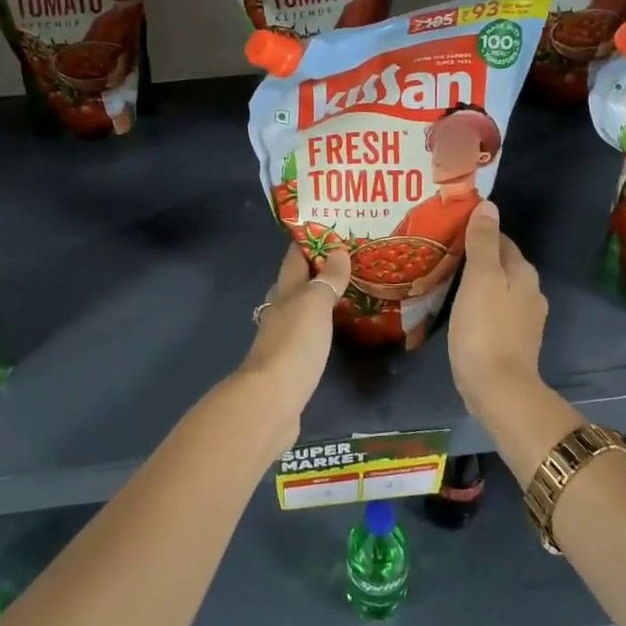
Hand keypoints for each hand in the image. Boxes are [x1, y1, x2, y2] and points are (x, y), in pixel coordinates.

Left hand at [237, 243, 350, 426]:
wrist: (272, 400)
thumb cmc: (294, 344)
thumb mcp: (314, 304)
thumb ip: (327, 279)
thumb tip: (338, 251)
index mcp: (284, 290)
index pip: (295, 256)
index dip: (311, 239)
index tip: (335, 226)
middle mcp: (281, 309)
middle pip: (299, 281)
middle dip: (322, 267)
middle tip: (353, 256)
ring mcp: (285, 337)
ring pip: (305, 307)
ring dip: (324, 296)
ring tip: (353, 287)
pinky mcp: (293, 362)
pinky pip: (311, 332)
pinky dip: (325, 323)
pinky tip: (340, 326)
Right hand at [448, 201, 548, 421]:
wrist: (498, 387)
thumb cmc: (485, 327)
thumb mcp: (480, 277)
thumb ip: (483, 241)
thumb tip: (488, 205)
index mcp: (523, 272)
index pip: (502, 240)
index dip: (478, 233)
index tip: (451, 232)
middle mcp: (531, 292)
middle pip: (502, 264)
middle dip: (477, 258)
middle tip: (444, 256)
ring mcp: (525, 319)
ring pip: (499, 289)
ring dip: (478, 284)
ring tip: (448, 283)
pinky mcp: (514, 342)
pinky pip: (495, 312)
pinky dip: (480, 306)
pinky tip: (462, 313)